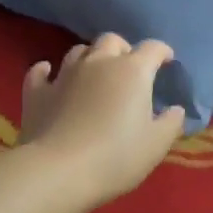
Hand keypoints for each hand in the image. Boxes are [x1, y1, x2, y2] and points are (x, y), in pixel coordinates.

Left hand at [18, 35, 185, 210]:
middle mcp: (98, 63)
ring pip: (78, 51)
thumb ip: (171, 122)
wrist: (58, 171)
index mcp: (132, 71)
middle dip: (123, 49)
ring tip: (95, 74)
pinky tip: (50, 76)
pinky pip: (40, 72)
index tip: (167, 61)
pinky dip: (47, 71)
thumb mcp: (156, 144)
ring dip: (90, 58)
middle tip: (129, 68)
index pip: (152, 48)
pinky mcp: (37, 93)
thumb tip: (175, 109)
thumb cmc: (116, 157)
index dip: (162, 51)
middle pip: (112, 40)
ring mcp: (64, 75)